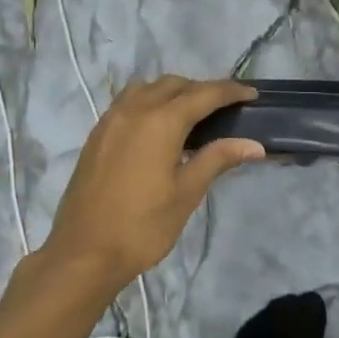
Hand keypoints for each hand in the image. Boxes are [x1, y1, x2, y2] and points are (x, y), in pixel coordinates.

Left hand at [42, 77, 264, 290]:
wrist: (84, 252)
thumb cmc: (143, 225)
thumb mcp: (187, 193)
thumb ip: (217, 159)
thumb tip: (254, 145)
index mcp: (161, 121)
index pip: (203, 94)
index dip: (230, 91)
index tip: (251, 95)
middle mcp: (134, 110)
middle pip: (173, 85)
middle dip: (201, 90)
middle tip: (223, 110)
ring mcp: (110, 120)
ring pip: (146, 88)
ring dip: (171, 92)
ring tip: (189, 116)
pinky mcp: (96, 135)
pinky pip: (126, 103)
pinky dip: (148, 103)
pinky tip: (156, 129)